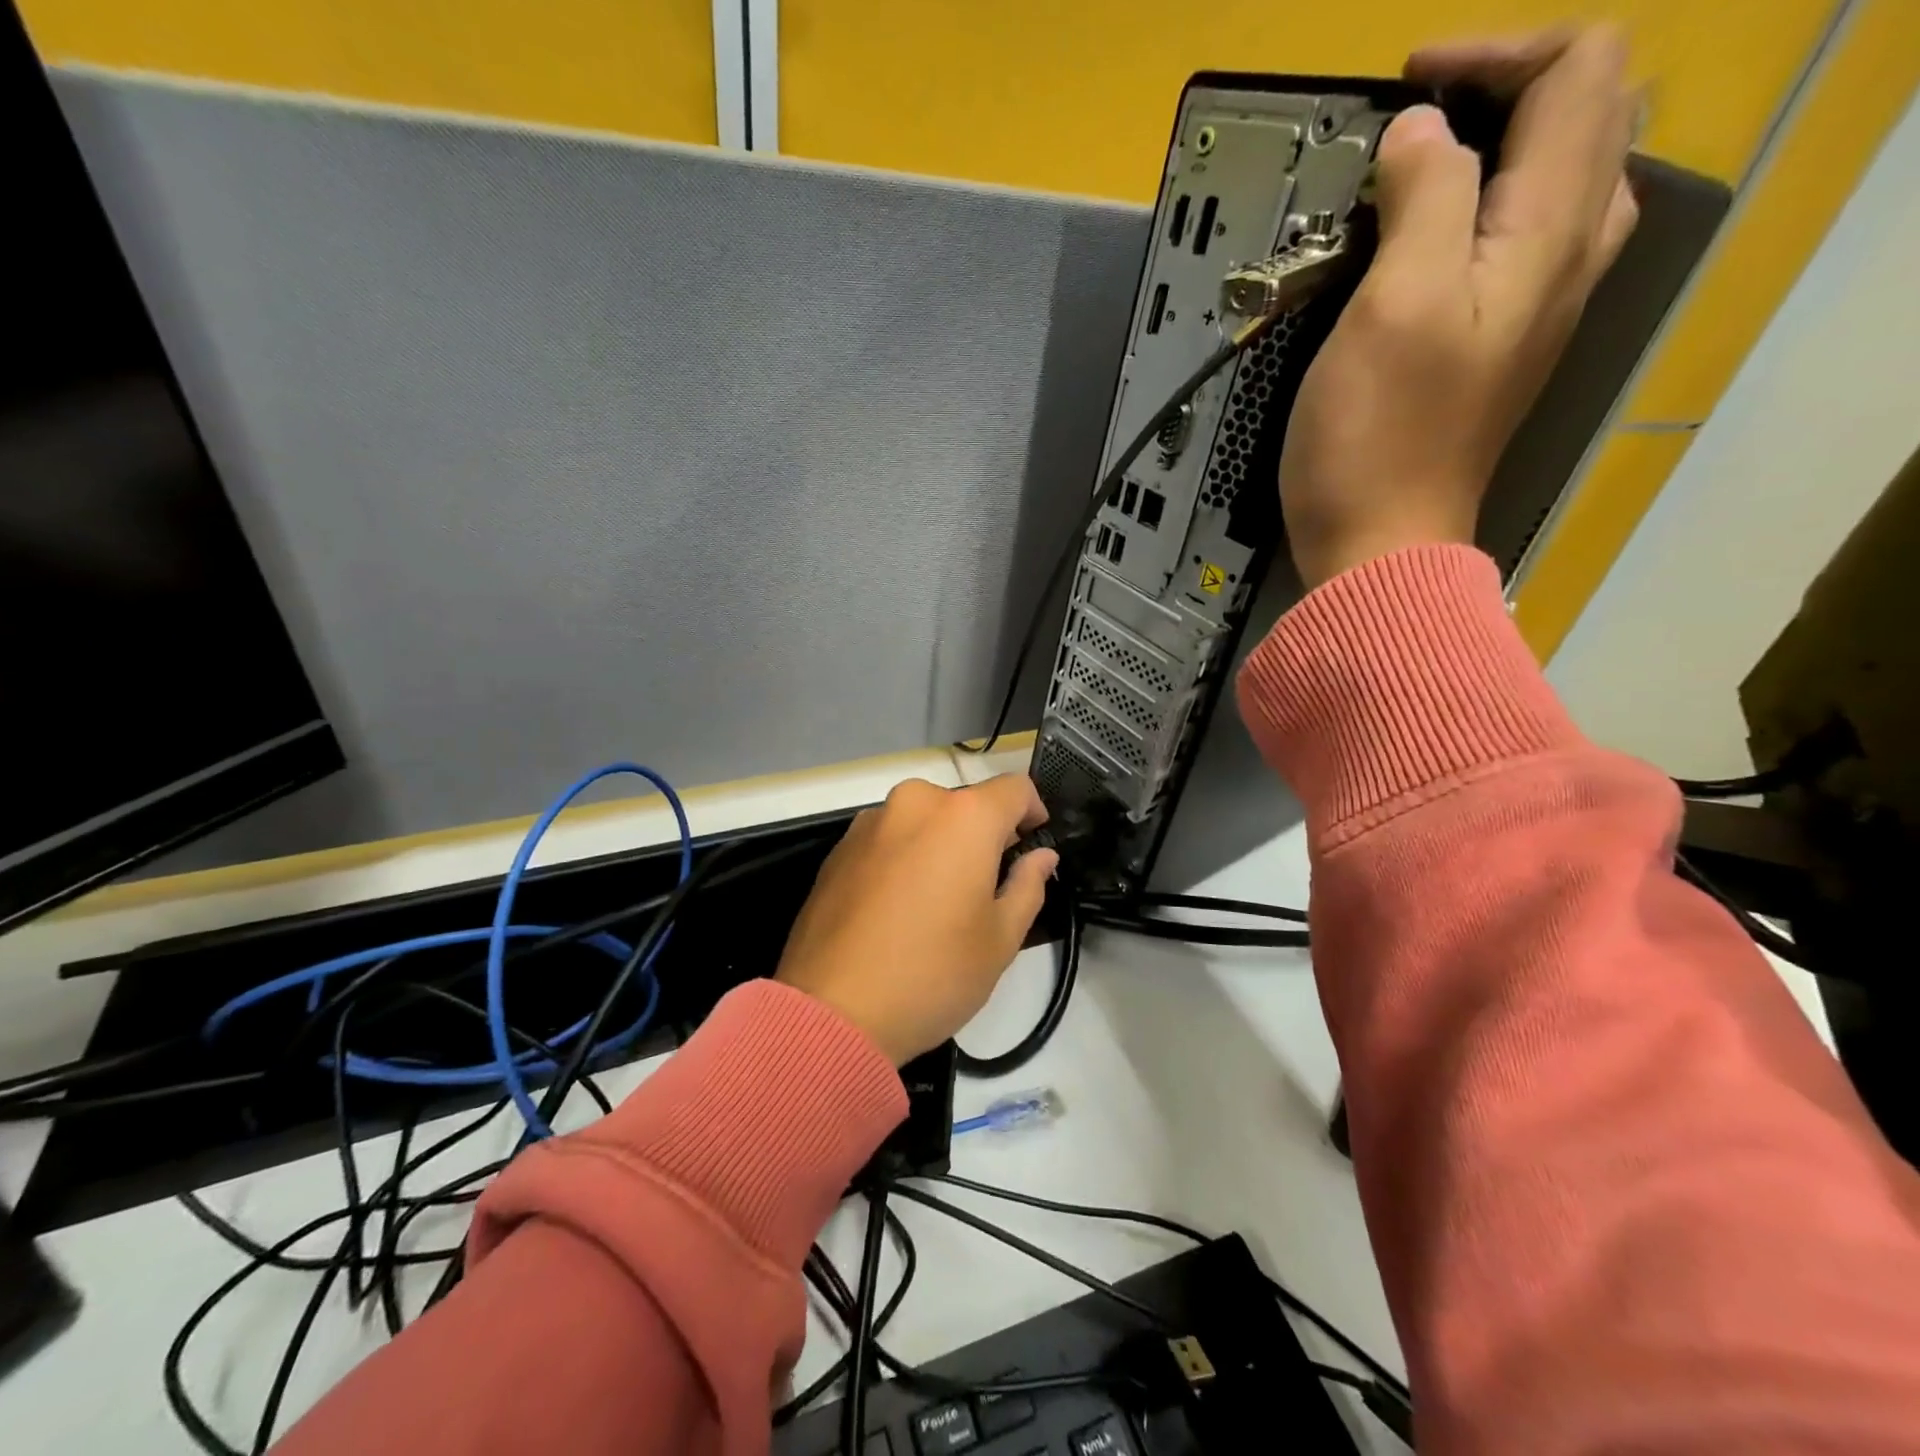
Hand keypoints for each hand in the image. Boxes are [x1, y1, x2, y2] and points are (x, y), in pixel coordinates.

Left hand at [775, 775, 1057, 1065]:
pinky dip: (904, 857)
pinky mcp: (838, 849)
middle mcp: (915, 803)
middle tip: (987, 886)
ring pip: (923, 821)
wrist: (831, 1012)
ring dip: (940, 845)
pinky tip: (897, 909)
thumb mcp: (1000, 938)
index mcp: (963, 817)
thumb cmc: (932, 973)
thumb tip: (1040, 856)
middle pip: (965, 804)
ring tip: (937, 902)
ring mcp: (869, 823)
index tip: (1033, 844)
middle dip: (983, 835)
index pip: (1015, 789)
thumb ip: (1028, 885)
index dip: (1034, 812)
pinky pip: (888, 838)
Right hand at [1279, 27, 1639, 588]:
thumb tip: (1420, 135)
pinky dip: (1479, 214)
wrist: (1379, 545)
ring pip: (1562, 180)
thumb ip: (1426, 197)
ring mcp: (1538, 309)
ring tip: (1416, 176)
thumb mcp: (1395, 304)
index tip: (1403, 89)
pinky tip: (1422, 245)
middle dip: (1506, 90)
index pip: (1580, 72)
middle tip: (1413, 126)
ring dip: (1498, 151)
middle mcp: (1568, 258)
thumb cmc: (1378, 437)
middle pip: (1588, 116)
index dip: (1496, 53)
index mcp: (1552, 231)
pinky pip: (1520, 244)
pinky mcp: (1499, 350)